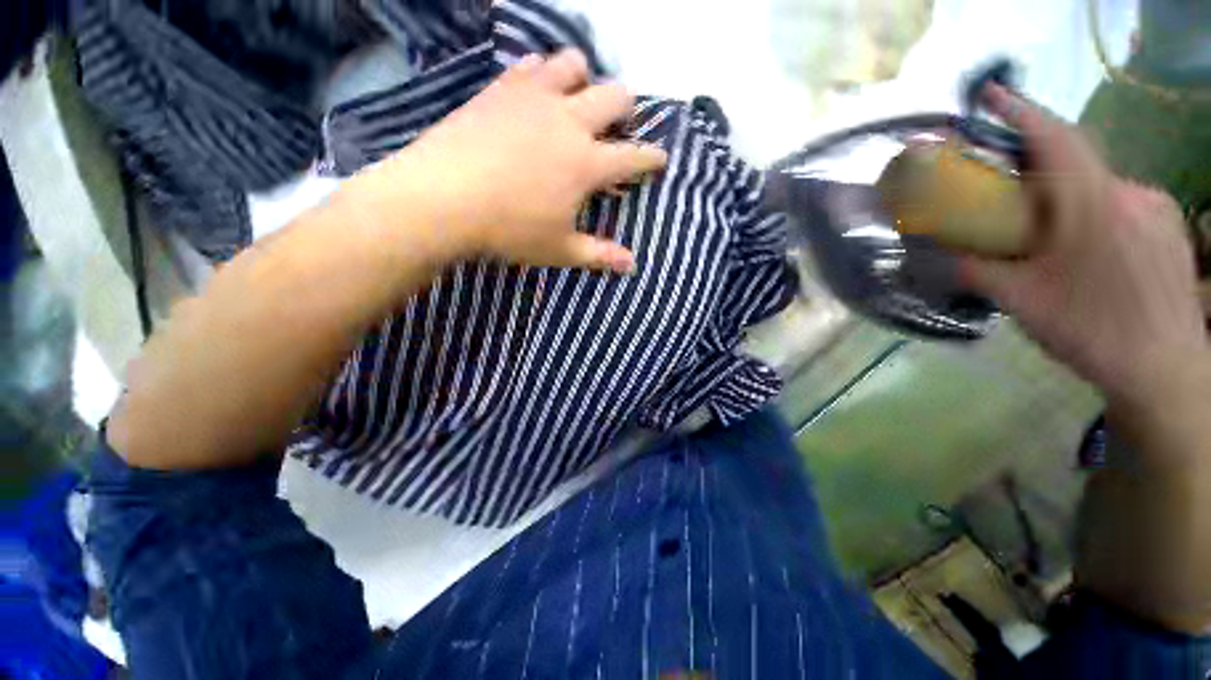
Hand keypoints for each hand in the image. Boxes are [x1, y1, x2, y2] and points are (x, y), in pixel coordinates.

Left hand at [350, 50, 667, 273]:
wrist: (442, 197)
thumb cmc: (509, 229)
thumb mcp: (560, 249)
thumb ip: (599, 254)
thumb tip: (632, 266)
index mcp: (588, 163)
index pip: (634, 156)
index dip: (653, 158)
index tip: (661, 158)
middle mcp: (570, 121)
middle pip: (615, 96)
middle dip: (626, 110)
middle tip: (618, 127)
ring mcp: (536, 97)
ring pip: (575, 65)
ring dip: (584, 81)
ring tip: (576, 101)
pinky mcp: (503, 87)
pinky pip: (532, 64)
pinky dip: (542, 73)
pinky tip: (536, 91)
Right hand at [962, 86, 1207, 409]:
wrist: (1166, 370)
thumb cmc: (1092, 331)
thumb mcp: (1021, 301)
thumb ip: (978, 269)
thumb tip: (943, 255)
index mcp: (1093, 206)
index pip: (1055, 140)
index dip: (1021, 111)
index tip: (992, 94)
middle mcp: (1130, 193)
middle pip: (1075, 165)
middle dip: (1037, 171)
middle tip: (1010, 196)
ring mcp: (1156, 208)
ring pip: (1099, 189)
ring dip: (1067, 200)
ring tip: (1049, 238)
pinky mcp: (1169, 227)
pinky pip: (1122, 205)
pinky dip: (1094, 215)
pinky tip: (1087, 250)